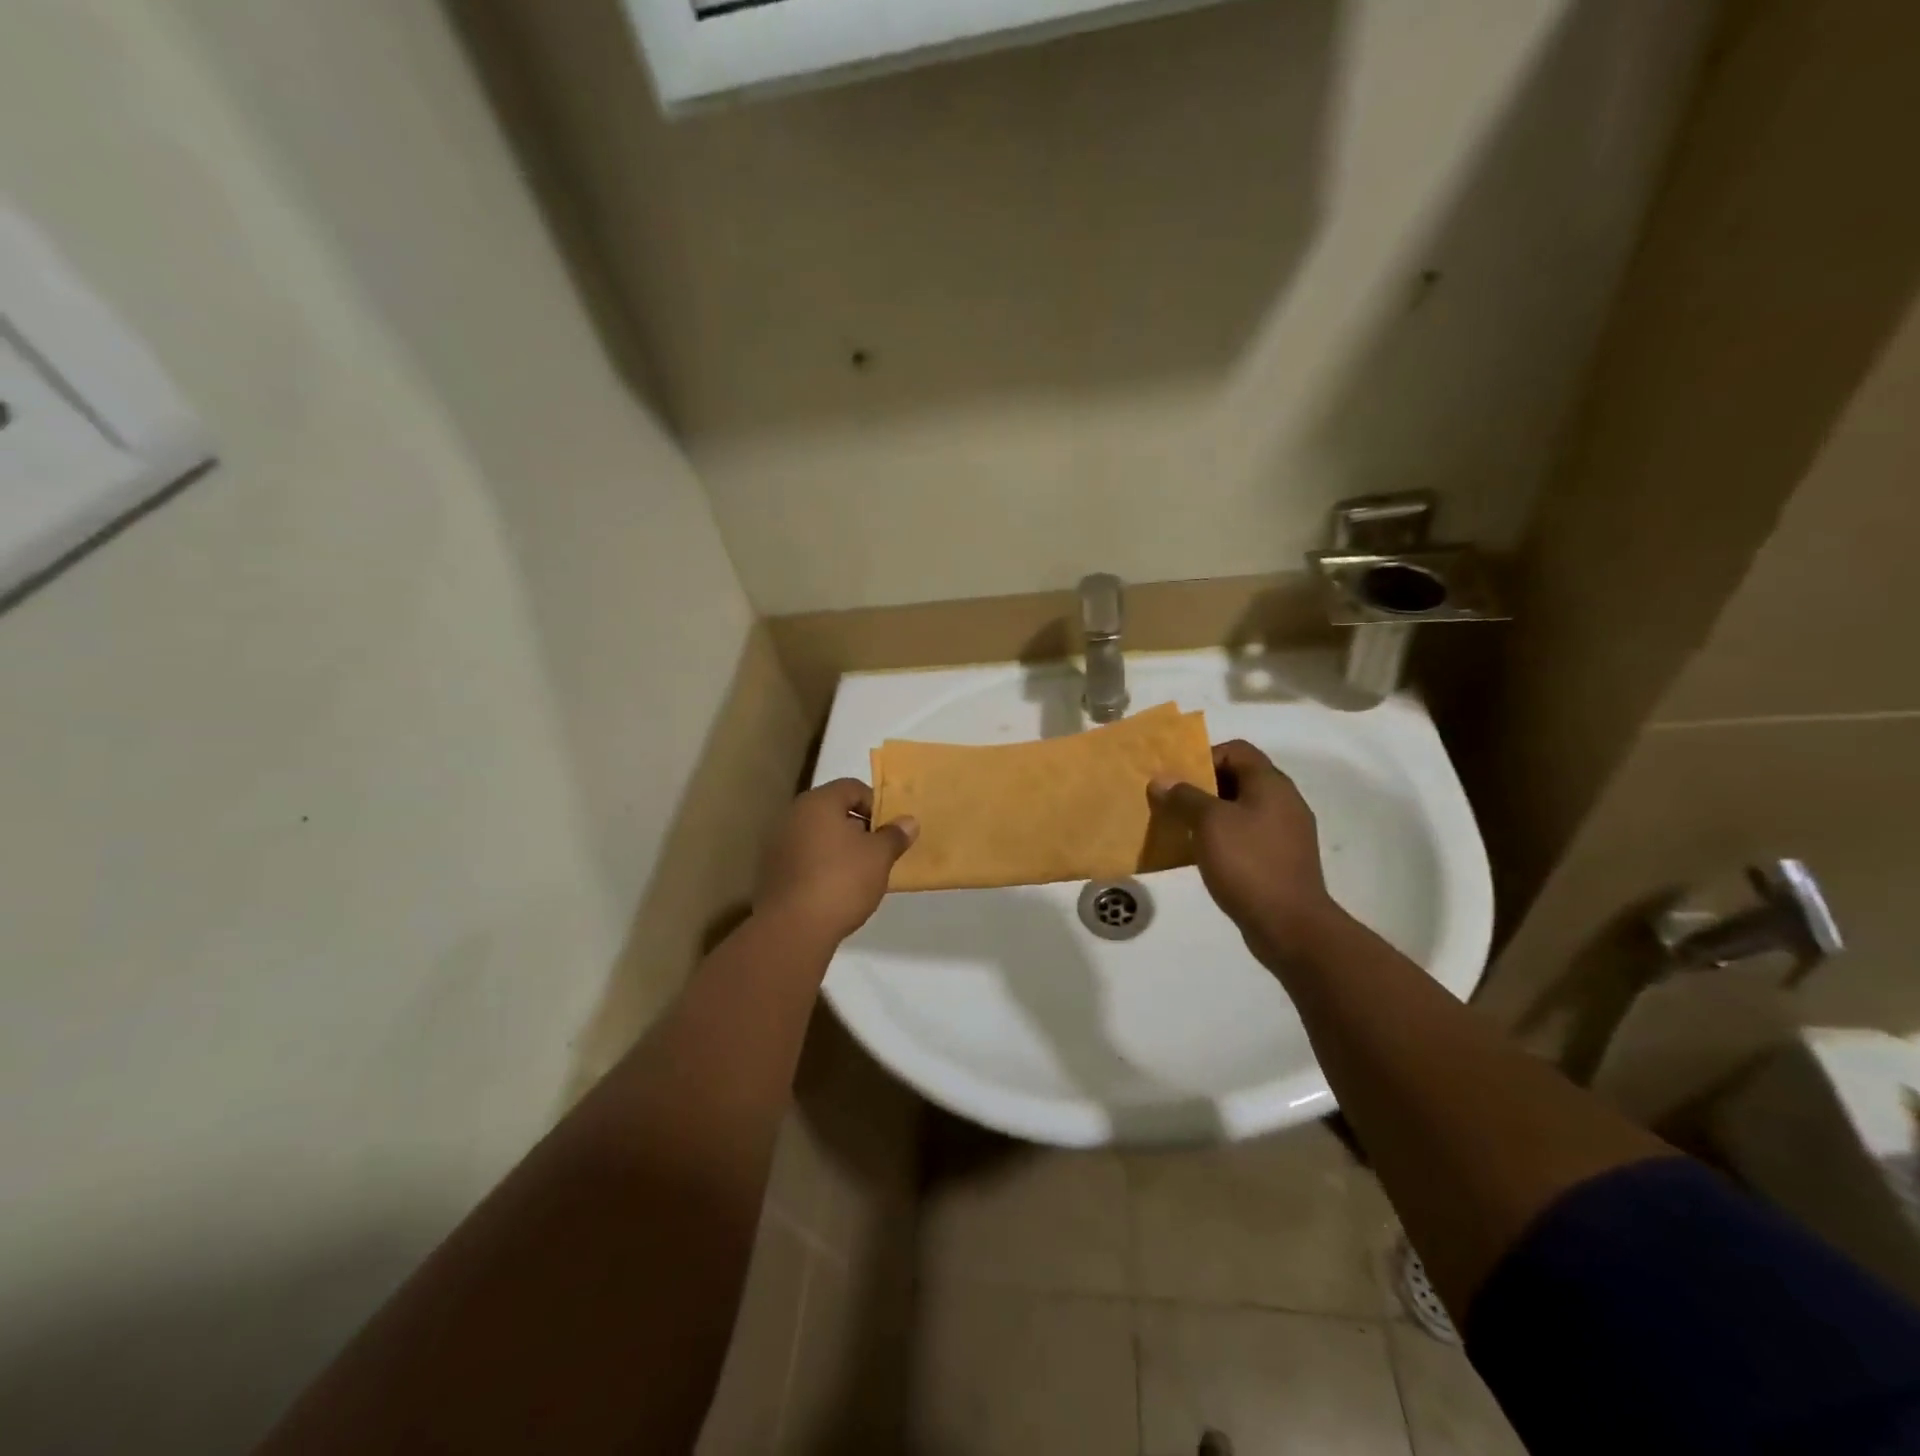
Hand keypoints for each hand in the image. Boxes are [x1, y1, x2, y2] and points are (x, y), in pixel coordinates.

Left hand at [755, 779, 917, 943]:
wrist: (794, 928)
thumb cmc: (842, 881)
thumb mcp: (879, 857)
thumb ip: (894, 835)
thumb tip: (908, 821)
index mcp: (818, 802)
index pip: (851, 787)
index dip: (875, 804)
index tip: (889, 830)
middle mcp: (793, 815)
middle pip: (832, 810)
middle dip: (858, 827)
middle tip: (877, 851)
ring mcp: (777, 844)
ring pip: (817, 835)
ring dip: (839, 848)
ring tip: (859, 873)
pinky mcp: (771, 872)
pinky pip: (804, 858)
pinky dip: (821, 865)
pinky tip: (835, 889)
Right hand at [1149, 740, 1344, 965]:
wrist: (1290, 925)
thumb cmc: (1248, 863)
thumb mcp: (1209, 823)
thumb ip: (1184, 796)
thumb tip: (1162, 780)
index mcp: (1271, 784)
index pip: (1236, 750)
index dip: (1204, 757)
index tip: (1178, 780)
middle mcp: (1284, 801)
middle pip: (1239, 778)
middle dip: (1202, 787)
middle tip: (1173, 803)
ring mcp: (1286, 833)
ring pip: (1241, 809)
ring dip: (1211, 815)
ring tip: (1183, 830)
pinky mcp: (1281, 859)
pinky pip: (1248, 836)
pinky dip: (1224, 838)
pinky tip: (1204, 856)